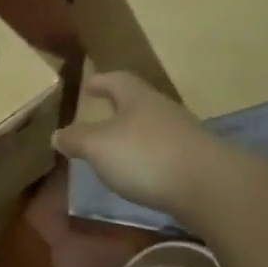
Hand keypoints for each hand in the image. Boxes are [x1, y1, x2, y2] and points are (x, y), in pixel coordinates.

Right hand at [52, 70, 228, 215]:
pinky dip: (151, 160)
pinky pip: (166, 153)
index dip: (100, 82)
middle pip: (138, 103)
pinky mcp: (198, 162)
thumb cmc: (145, 155)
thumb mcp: (97, 146)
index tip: (88, 86)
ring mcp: (185, 135)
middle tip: (99, 119)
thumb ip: (75, 139)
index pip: (116, 80)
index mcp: (137, 98)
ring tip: (116, 152)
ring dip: (135, 137)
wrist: (210, 186)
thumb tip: (56, 134)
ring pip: (153, 128)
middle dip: (118, 110)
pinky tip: (142, 175)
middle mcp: (163, 110)